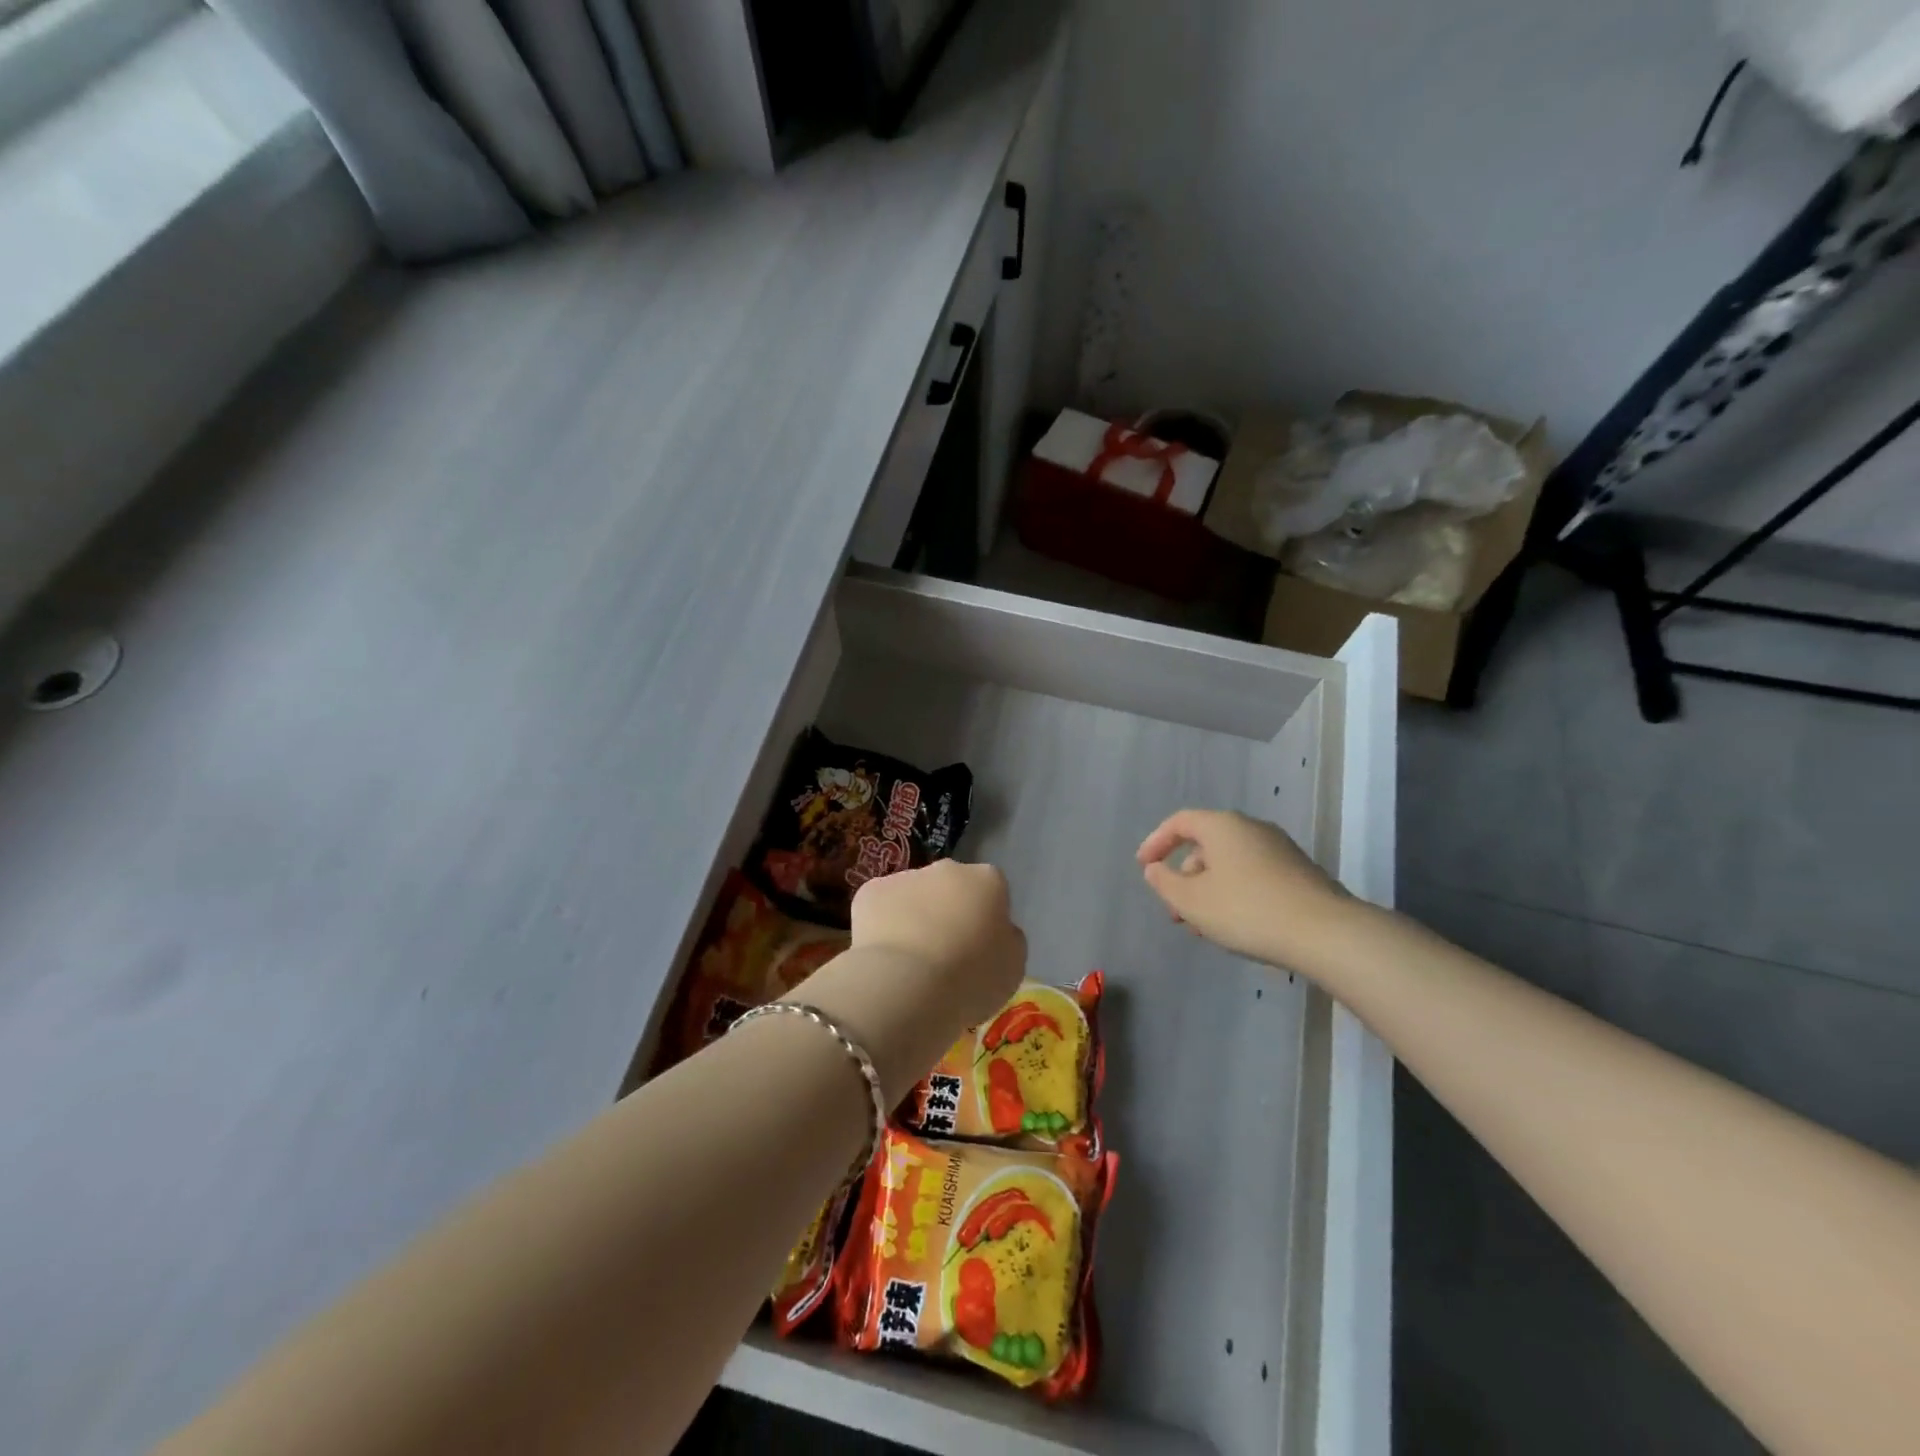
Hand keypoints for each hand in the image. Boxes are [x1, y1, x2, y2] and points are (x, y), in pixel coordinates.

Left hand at [792, 861, 1026, 1100]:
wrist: (907, 986)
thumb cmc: (971, 978)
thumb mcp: (1012, 966)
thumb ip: (1007, 939)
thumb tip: (996, 930)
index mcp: (988, 880)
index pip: (992, 891)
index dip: (986, 919)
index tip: (979, 948)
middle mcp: (947, 869)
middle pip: (951, 887)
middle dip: (948, 911)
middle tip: (944, 954)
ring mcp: (906, 876)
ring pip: (913, 895)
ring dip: (913, 917)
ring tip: (910, 962)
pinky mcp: (870, 891)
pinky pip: (880, 907)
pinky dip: (881, 926)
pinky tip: (884, 957)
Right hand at [1137, 809, 1352, 968]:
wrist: (1325, 933)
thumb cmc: (1247, 910)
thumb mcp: (1193, 901)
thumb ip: (1166, 883)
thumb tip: (1155, 869)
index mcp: (1223, 826)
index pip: (1180, 822)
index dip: (1156, 842)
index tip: (1144, 867)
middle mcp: (1252, 828)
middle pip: (1206, 844)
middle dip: (1184, 876)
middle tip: (1175, 910)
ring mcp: (1279, 849)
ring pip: (1230, 863)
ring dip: (1208, 890)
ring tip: (1203, 926)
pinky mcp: (1298, 873)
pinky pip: (1253, 875)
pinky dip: (1234, 893)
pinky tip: (1235, 926)